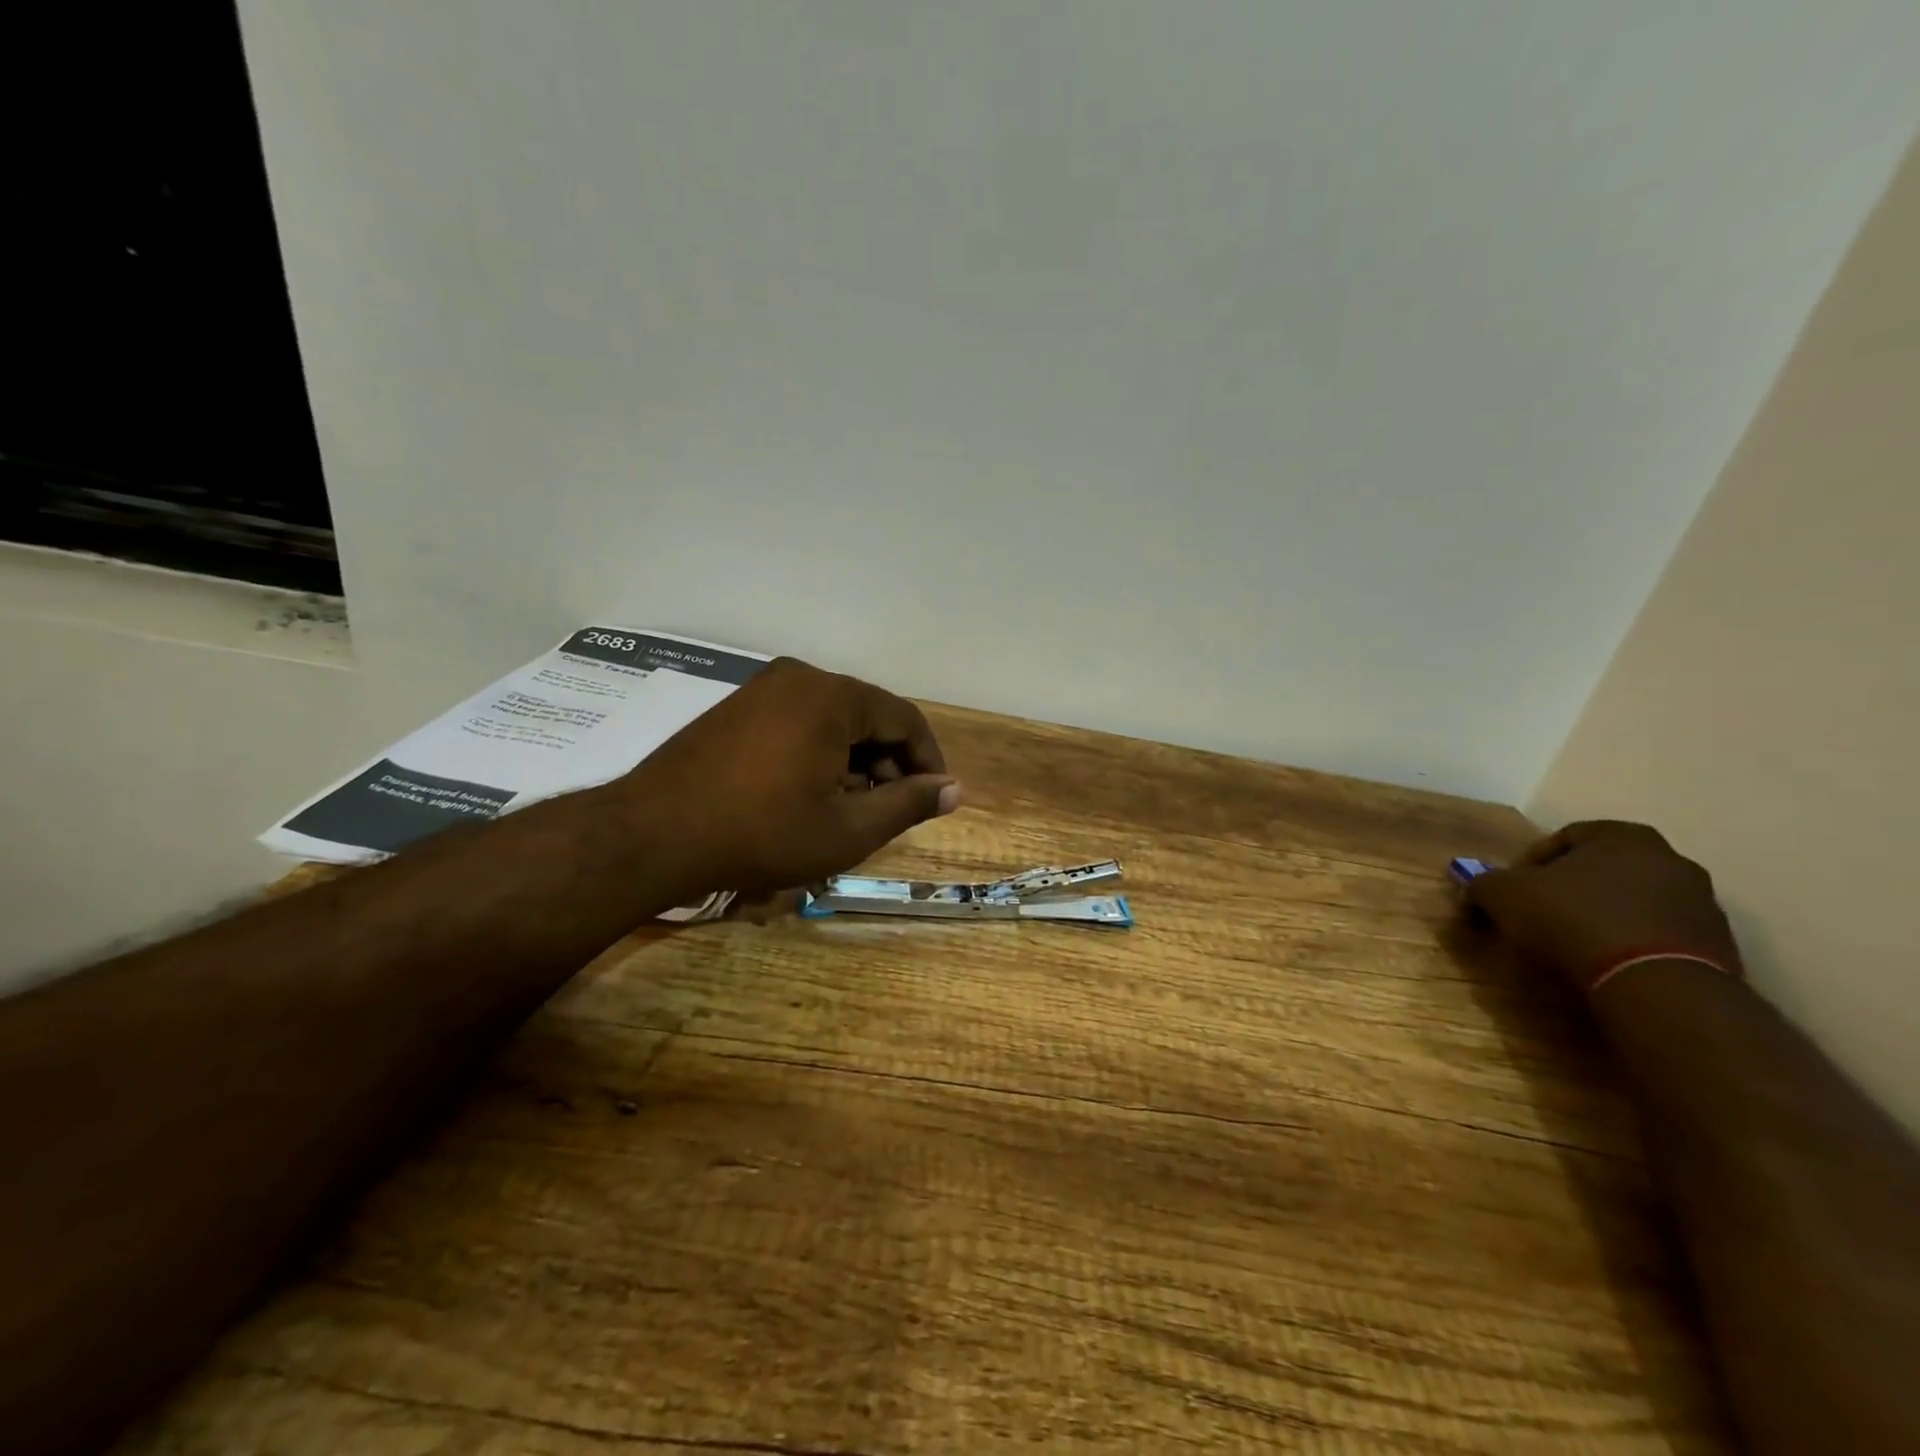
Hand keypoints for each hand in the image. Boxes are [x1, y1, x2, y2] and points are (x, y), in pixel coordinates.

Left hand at [619, 657, 958, 894]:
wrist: (653, 835)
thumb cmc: (761, 833)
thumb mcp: (847, 829)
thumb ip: (908, 804)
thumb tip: (954, 790)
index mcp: (832, 696)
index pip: (905, 719)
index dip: (928, 761)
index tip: (933, 799)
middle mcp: (799, 678)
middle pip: (868, 715)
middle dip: (889, 762)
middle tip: (890, 810)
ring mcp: (762, 689)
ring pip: (833, 720)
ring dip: (854, 760)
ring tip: (850, 807)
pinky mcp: (737, 707)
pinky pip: (798, 721)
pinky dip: (819, 753)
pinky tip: (810, 792)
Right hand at [1465, 821, 1743, 991]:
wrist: (1654, 983)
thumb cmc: (1572, 918)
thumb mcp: (1504, 895)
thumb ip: (1485, 883)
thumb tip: (1477, 886)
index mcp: (1623, 836)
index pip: (1565, 837)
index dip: (1529, 862)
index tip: (1511, 890)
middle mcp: (1671, 860)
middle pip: (1604, 870)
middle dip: (1570, 889)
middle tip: (1540, 914)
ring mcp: (1703, 905)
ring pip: (1634, 903)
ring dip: (1603, 917)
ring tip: (1572, 945)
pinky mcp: (1718, 949)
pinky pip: (1659, 937)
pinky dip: (1631, 945)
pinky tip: (1606, 965)